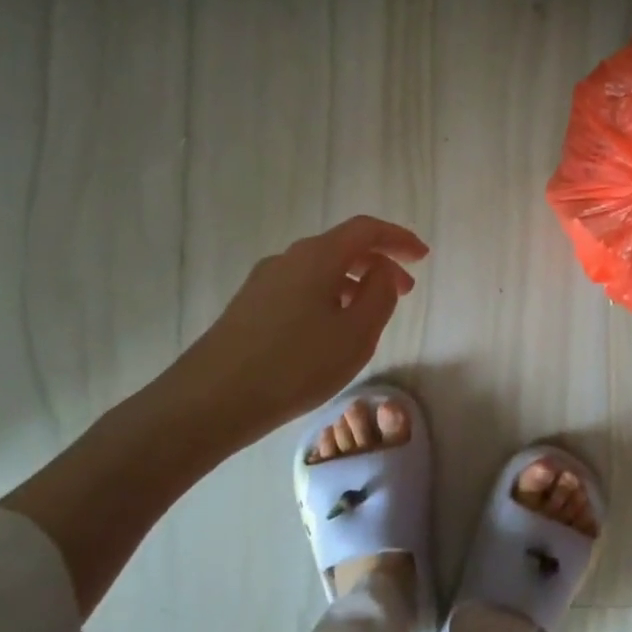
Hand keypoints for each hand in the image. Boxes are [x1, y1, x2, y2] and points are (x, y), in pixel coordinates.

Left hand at [148, 215, 428, 448]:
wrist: (208, 402)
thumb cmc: (294, 365)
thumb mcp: (356, 334)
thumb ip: (379, 295)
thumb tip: (382, 272)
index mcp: (317, 256)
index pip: (366, 230)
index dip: (398, 238)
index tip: (423, 256)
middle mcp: (288, 258)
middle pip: (343, 247)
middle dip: (379, 263)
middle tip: (404, 291)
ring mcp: (264, 282)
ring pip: (321, 270)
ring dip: (353, 283)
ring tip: (371, 316)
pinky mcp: (249, 307)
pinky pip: (301, 289)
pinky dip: (328, 297)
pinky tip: (332, 331)